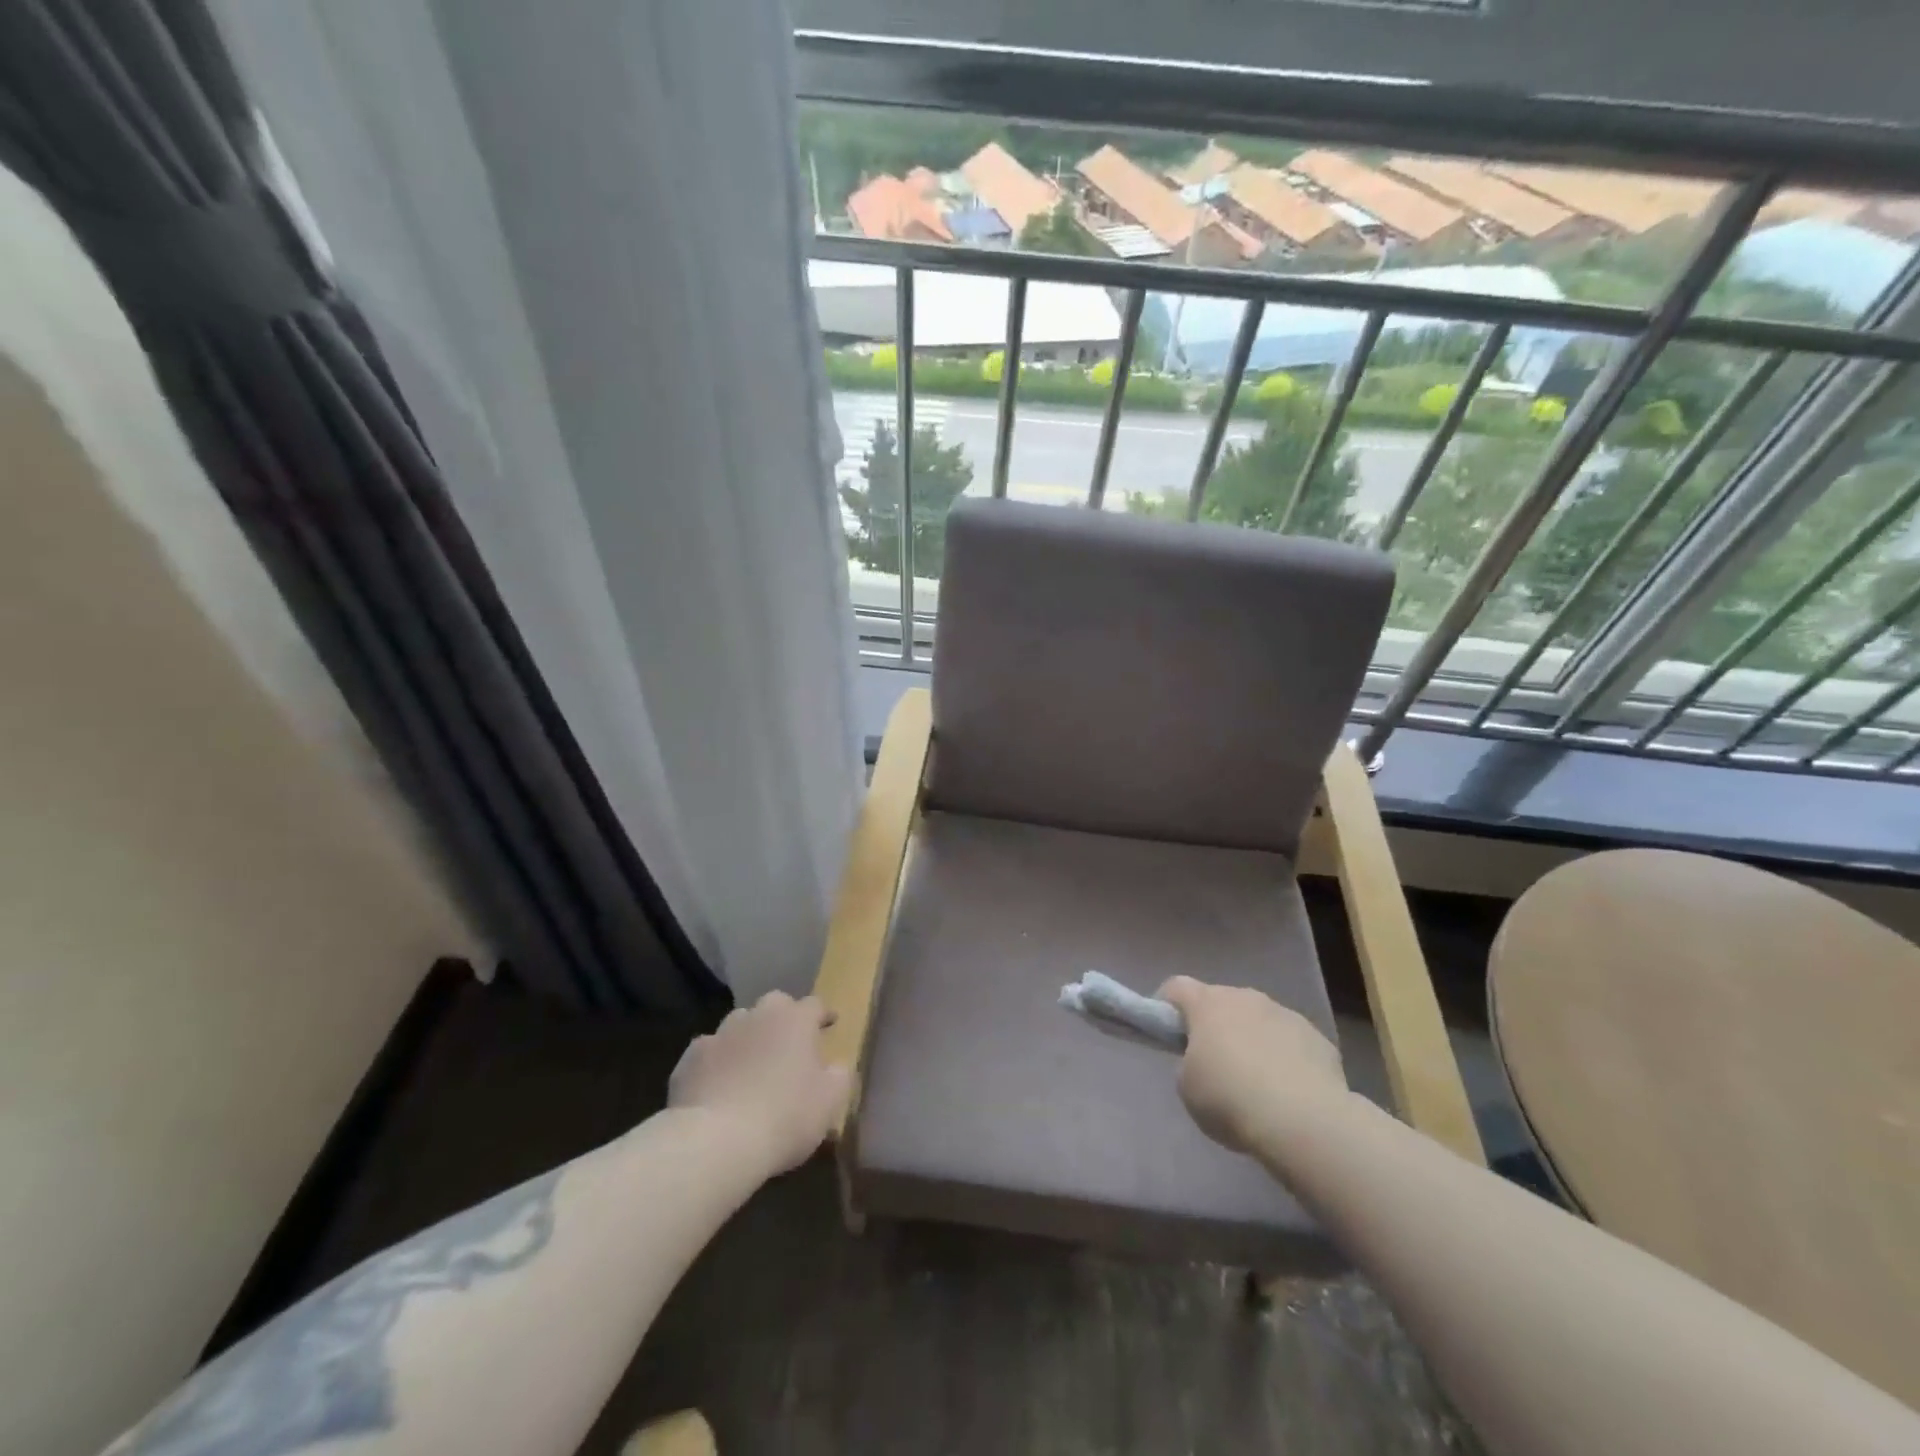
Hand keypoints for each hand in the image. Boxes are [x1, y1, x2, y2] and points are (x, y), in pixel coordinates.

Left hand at [668, 992, 851, 1175]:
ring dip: (748, 1037)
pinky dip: (717, 1062)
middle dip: (783, 1018)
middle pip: (774, 1005)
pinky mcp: (690, 1059)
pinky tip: (718, 1085)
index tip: (829, 1025)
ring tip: (751, 1064)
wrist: (716, 1141)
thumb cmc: (785, 1116)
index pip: (814, 1005)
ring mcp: (720, 1034)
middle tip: (789, 1044)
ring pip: (738, 1024)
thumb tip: (836, 1066)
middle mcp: (758, 1016)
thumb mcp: (830, 1101)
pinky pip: (709, 1052)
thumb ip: (839, 1075)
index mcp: (795, 1020)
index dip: (823, 1015)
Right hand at [1158, 977, 1348, 1154]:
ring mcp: (1284, 1014)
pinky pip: (1291, 1041)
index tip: (1168, 1033)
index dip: (1166, 1005)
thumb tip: (1204, 1062)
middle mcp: (1245, 998)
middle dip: (1215, 1025)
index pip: (1176, 987)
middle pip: (1221, 1002)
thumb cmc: (1230, 1099)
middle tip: (1214, 1063)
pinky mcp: (1316, 1037)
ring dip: (1252, 1039)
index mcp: (1207, 1004)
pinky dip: (1285, 1057)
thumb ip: (1189, 1064)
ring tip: (1257, 1082)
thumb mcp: (1188, 1088)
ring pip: (1259, 1019)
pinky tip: (1289, 1091)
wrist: (1303, 1120)